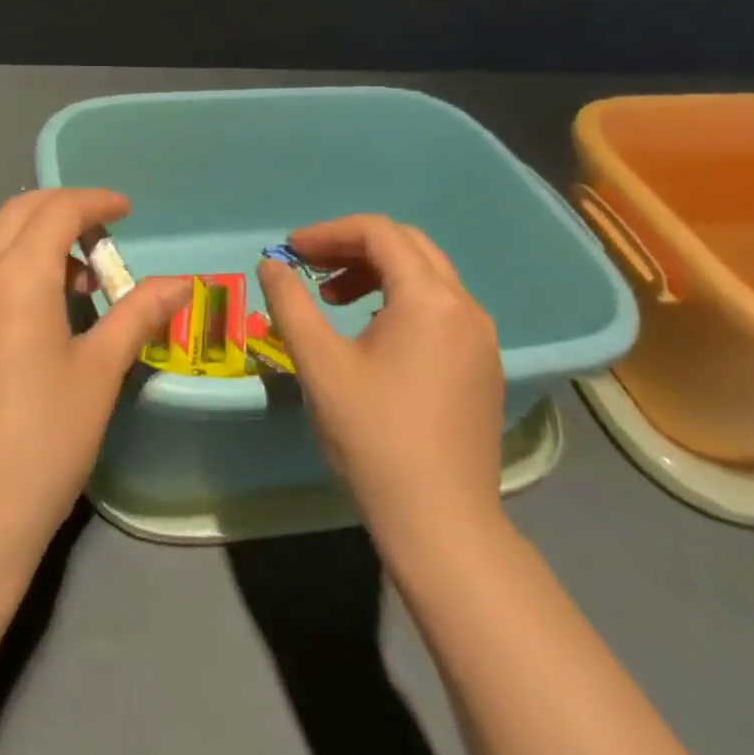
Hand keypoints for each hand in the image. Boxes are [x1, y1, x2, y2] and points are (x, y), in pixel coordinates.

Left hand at [0, 188, 187, 565]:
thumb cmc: (43, 441)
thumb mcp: (99, 373)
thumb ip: (138, 315)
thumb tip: (181, 283)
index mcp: (16, 276)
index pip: (57, 210)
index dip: (95, 202)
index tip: (127, 211)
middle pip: (18, 212)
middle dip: (63, 210)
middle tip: (104, 237)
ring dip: (36, 241)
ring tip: (79, 285)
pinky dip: (12, 270)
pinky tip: (36, 318)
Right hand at [257, 215, 505, 557]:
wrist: (441, 522)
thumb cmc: (374, 436)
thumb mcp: (318, 363)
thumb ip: (290, 303)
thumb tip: (271, 265)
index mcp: (429, 299)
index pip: (378, 233)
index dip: (329, 232)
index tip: (291, 251)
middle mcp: (465, 307)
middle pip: (407, 245)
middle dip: (353, 246)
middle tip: (310, 266)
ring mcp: (481, 338)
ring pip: (426, 275)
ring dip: (376, 272)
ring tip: (333, 300)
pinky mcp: (482, 366)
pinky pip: (440, 307)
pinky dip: (400, 299)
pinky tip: (371, 331)